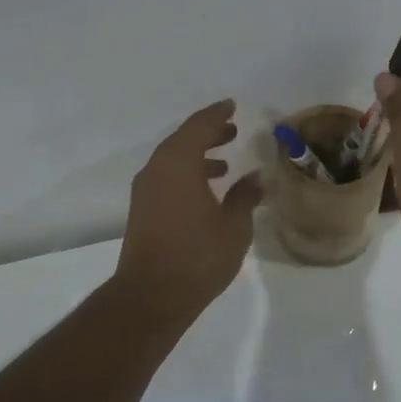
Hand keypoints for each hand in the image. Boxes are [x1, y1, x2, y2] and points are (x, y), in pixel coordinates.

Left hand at [114, 99, 262, 323]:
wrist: (151, 296)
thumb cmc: (198, 256)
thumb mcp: (234, 225)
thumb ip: (246, 196)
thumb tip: (257, 177)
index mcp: (178, 163)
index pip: (199, 126)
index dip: (217, 114)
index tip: (232, 105)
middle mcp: (157, 169)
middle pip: (183, 139)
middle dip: (208, 133)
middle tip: (232, 130)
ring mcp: (146, 190)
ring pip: (173, 159)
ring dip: (198, 154)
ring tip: (225, 162)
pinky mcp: (143, 210)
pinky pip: (167, 177)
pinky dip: (187, 173)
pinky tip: (207, 190)